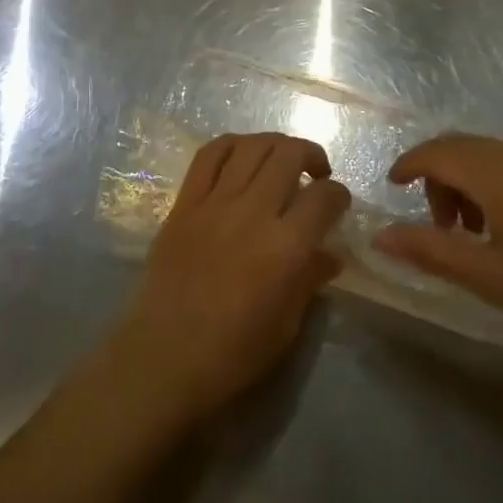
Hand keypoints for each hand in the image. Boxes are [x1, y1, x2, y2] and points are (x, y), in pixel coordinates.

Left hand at [110, 133, 350, 426]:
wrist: (163, 357)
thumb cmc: (231, 355)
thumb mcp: (285, 326)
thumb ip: (309, 280)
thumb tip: (330, 254)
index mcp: (285, 248)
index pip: (324, 198)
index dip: (340, 195)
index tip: (339, 203)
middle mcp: (252, 213)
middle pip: (289, 155)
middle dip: (311, 156)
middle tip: (316, 174)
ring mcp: (214, 203)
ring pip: (251, 146)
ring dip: (275, 145)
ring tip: (282, 160)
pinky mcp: (185, 202)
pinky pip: (209, 155)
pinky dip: (232, 144)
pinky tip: (243, 155)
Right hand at [373, 135, 502, 354]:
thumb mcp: (490, 276)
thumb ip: (431, 250)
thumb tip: (380, 236)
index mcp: (497, 172)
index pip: (436, 152)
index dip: (408, 165)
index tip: (393, 187)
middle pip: (460, 148)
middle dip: (438, 178)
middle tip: (440, 227)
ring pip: (488, 154)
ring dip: (467, 183)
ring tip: (475, 233)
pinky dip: (494, 182)